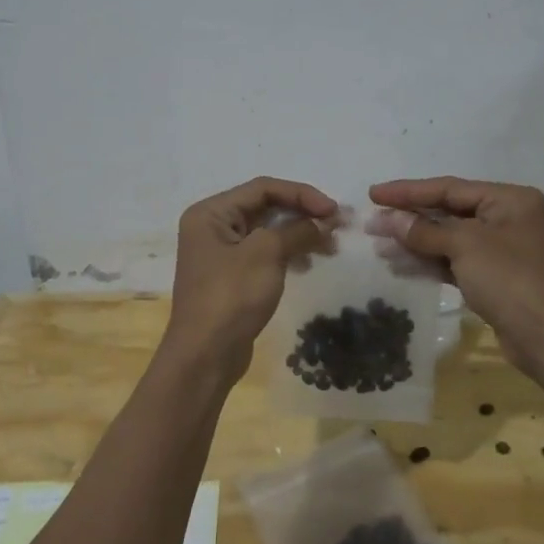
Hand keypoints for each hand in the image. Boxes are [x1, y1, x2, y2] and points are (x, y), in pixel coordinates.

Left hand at [161, 177, 337, 387]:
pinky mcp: (231, 277)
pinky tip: (308, 263)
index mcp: (211, 212)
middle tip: (338, 226)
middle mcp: (212, 227)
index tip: (333, 210)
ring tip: (329, 247)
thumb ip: (297, 230)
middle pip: (264, 207)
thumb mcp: (266, 254)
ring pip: (267, 232)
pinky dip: (287, 253)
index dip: (301, 194)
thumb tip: (325, 221)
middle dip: (302, 214)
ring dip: (299, 234)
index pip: (262, 188)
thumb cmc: (231, 296)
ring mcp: (220, 253)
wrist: (205, 355)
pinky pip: (264, 254)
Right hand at [368, 177, 543, 370]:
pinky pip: (455, 262)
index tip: (373, 194)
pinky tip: (401, 265)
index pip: (449, 188)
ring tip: (378, 245)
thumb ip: (425, 230)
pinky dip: (429, 262)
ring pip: (450, 239)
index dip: (408, 191)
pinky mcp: (495, 279)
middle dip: (409, 218)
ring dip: (415, 242)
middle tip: (371, 223)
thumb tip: (390, 219)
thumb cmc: (511, 279)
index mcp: (509, 200)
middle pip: (449, 212)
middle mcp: (508, 219)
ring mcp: (502, 251)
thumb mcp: (465, 246)